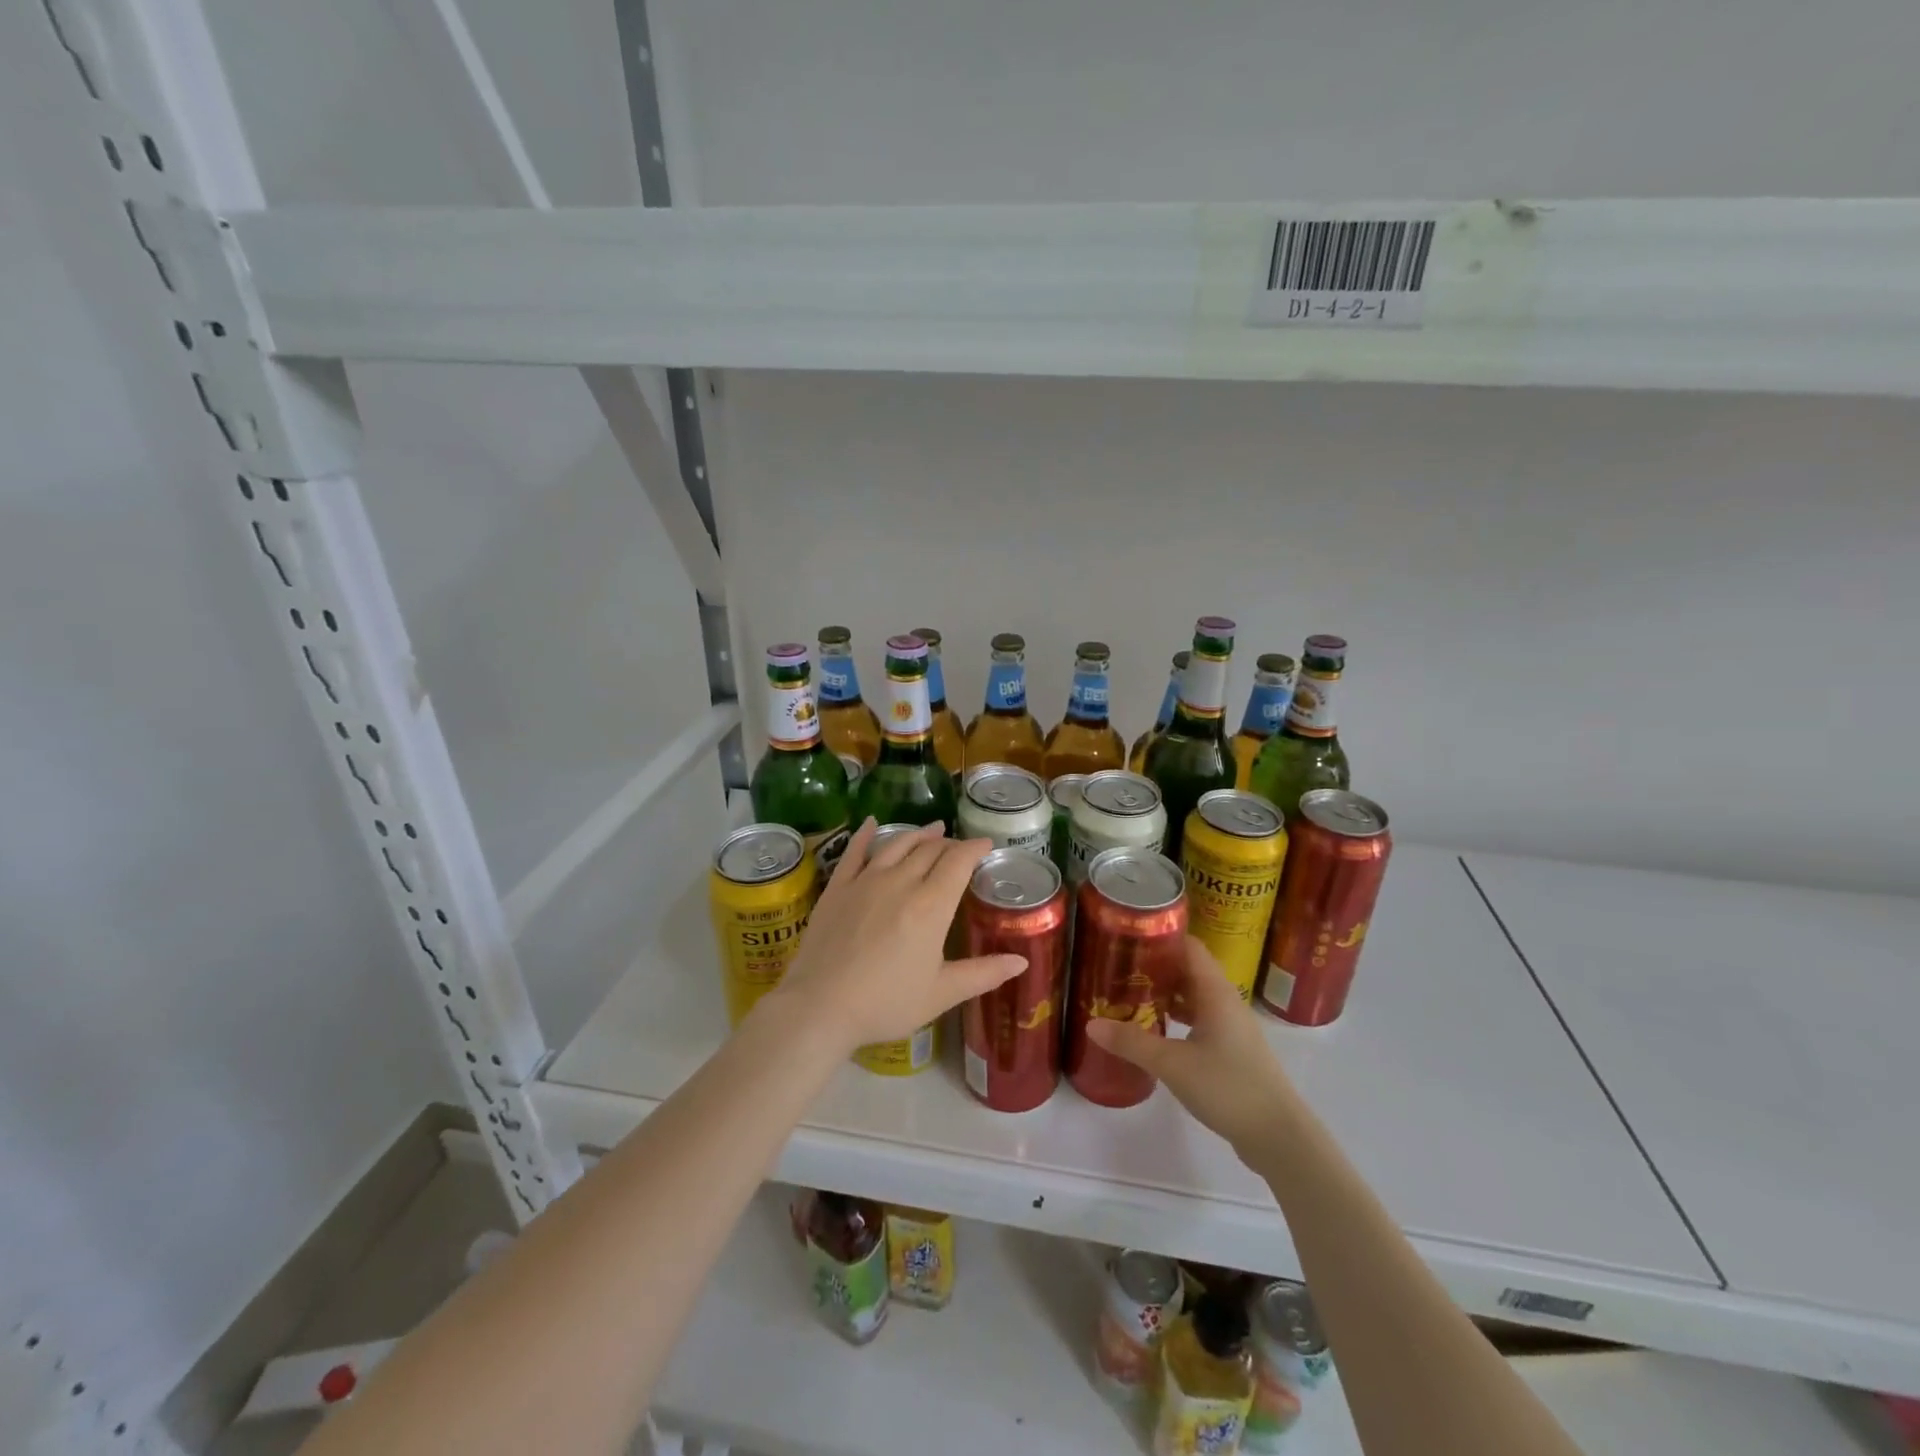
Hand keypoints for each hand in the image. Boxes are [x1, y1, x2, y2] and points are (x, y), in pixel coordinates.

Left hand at [762, 819, 1025, 1053]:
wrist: (820, 1007)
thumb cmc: (886, 1003)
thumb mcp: (941, 993)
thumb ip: (984, 973)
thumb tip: (1022, 961)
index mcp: (931, 906)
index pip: (959, 862)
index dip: (975, 849)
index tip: (986, 844)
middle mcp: (901, 882)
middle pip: (930, 850)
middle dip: (950, 844)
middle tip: (960, 846)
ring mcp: (866, 881)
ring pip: (898, 845)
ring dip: (918, 834)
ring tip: (932, 828)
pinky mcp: (838, 887)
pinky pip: (855, 852)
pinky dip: (866, 834)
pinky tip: (872, 823)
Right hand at [1087, 937, 1297, 1158]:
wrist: (1279, 1136)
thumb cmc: (1228, 1087)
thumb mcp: (1172, 1064)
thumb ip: (1131, 1042)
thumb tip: (1091, 1024)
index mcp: (1216, 992)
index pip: (1190, 946)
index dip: (1162, 937)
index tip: (1129, 937)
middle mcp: (1226, 1001)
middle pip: (1190, 969)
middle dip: (1157, 966)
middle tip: (1120, 968)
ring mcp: (1232, 1027)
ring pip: (1195, 996)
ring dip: (1167, 993)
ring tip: (1131, 995)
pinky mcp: (1233, 1050)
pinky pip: (1201, 1019)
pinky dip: (1179, 1017)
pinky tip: (1157, 1031)